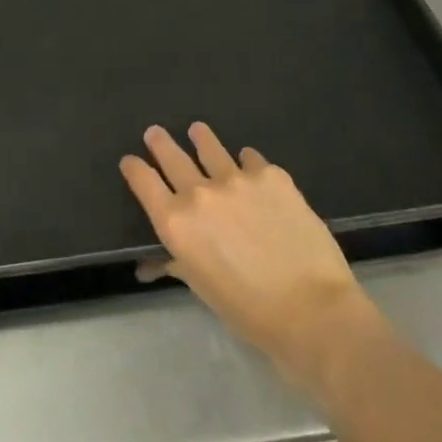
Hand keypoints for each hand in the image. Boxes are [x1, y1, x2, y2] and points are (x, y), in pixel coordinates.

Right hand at [120, 124, 383, 388]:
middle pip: (171, 155)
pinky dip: (245, 160)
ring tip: (198, 130)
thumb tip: (149, 266)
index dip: (134, 168)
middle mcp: (199, 192)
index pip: (143, 181)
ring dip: (200, 138)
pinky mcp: (271, 175)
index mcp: (175, 222)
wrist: (311, 309)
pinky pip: (250, 158)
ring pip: (210, 147)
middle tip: (155, 132)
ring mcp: (236, 178)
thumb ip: (175, 263)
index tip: (131, 161)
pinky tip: (249, 164)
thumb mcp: (201, 287)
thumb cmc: (248, 311)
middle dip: (159, 142)